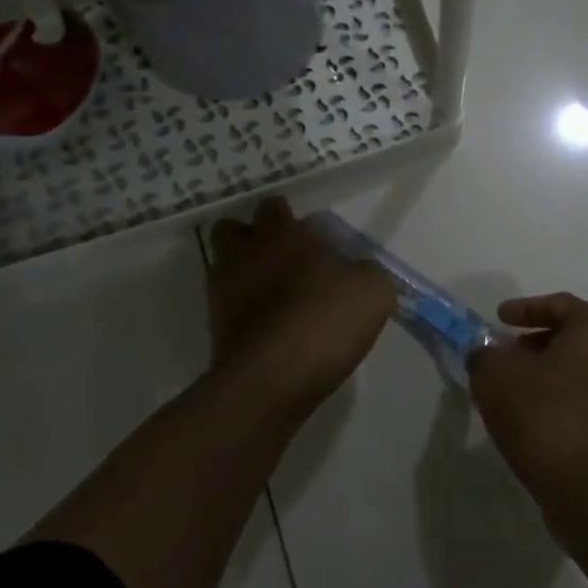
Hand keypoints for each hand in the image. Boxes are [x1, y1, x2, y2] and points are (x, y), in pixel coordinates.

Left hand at [207, 198, 396, 412]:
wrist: (270, 381)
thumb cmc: (324, 322)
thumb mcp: (373, 293)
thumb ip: (368, 272)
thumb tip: (361, 271)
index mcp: (285, 235)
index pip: (274, 206)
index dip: (288, 217)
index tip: (309, 237)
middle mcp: (247, 253)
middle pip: (233, 229)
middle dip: (252, 237)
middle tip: (282, 257)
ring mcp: (224, 290)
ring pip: (223, 264)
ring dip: (242, 269)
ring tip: (271, 291)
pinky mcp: (214, 326)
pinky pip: (224, 303)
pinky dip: (240, 306)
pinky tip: (266, 323)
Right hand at [467, 293, 587, 524]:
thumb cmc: (547, 418)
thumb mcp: (495, 377)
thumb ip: (484, 355)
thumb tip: (487, 355)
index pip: (560, 304)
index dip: (525, 308)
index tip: (499, 320)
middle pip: (572, 336)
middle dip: (533, 343)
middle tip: (503, 356)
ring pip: (579, 370)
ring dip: (545, 374)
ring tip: (511, 392)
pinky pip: (586, 400)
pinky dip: (559, 400)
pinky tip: (531, 421)